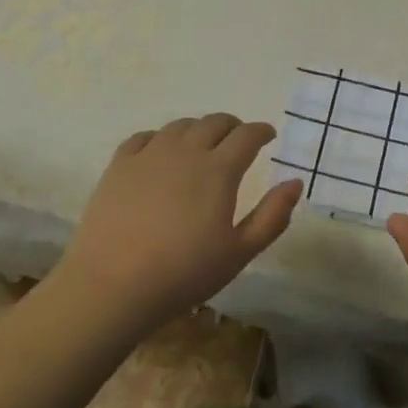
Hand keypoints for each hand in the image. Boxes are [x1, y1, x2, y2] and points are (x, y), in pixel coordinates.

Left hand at [51, 114, 302, 336]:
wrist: (112, 285)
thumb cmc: (184, 273)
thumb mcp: (239, 252)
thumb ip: (272, 216)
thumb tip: (295, 183)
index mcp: (218, 170)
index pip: (247, 135)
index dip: (261, 131)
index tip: (268, 136)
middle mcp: (185, 151)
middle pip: (214, 122)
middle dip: (232, 126)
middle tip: (239, 139)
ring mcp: (149, 155)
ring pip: (180, 126)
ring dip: (198, 129)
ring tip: (202, 143)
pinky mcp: (119, 165)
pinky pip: (144, 137)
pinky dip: (161, 138)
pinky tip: (161, 151)